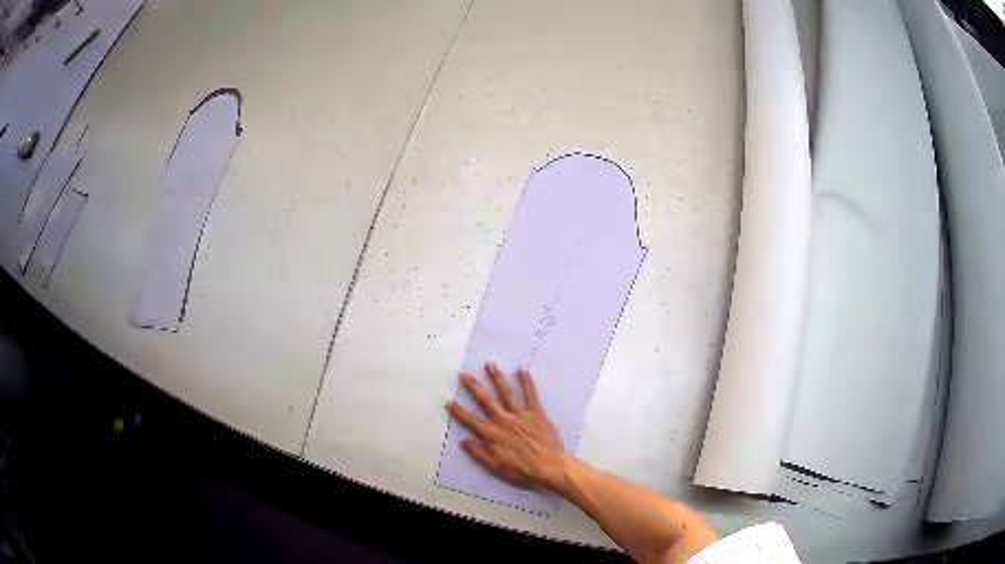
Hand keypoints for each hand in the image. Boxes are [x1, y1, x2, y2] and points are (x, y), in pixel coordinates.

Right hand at [447, 363, 568, 490]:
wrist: (551, 467)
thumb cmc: (524, 471)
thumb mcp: (497, 468)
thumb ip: (480, 453)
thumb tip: (463, 441)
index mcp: (494, 436)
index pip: (472, 422)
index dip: (459, 412)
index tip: (449, 402)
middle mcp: (505, 422)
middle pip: (486, 402)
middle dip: (474, 387)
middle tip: (464, 374)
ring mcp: (521, 415)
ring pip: (507, 393)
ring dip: (497, 379)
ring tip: (490, 365)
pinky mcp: (537, 413)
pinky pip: (531, 395)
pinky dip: (527, 382)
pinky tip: (522, 370)